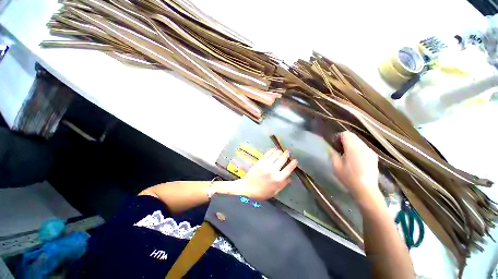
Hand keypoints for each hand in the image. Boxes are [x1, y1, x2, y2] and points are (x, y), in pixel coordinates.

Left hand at [235, 148, 297, 199]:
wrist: (248, 188)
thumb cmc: (262, 192)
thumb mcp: (275, 192)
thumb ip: (283, 184)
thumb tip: (289, 177)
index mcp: (278, 179)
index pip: (289, 169)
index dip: (293, 163)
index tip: (295, 160)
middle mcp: (273, 170)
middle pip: (282, 159)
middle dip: (286, 154)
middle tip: (287, 152)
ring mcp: (266, 165)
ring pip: (276, 155)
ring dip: (280, 151)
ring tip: (281, 151)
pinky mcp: (260, 161)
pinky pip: (268, 154)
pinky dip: (272, 150)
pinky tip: (274, 150)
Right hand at [330, 131, 379, 202]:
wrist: (366, 189)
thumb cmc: (348, 178)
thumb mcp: (336, 166)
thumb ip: (333, 154)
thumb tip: (332, 149)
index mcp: (352, 148)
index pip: (346, 134)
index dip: (339, 136)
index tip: (334, 143)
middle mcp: (362, 147)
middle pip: (353, 136)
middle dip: (345, 139)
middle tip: (339, 147)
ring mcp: (370, 151)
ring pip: (359, 140)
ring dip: (352, 143)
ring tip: (347, 152)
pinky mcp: (374, 156)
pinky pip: (364, 147)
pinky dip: (358, 147)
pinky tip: (355, 157)